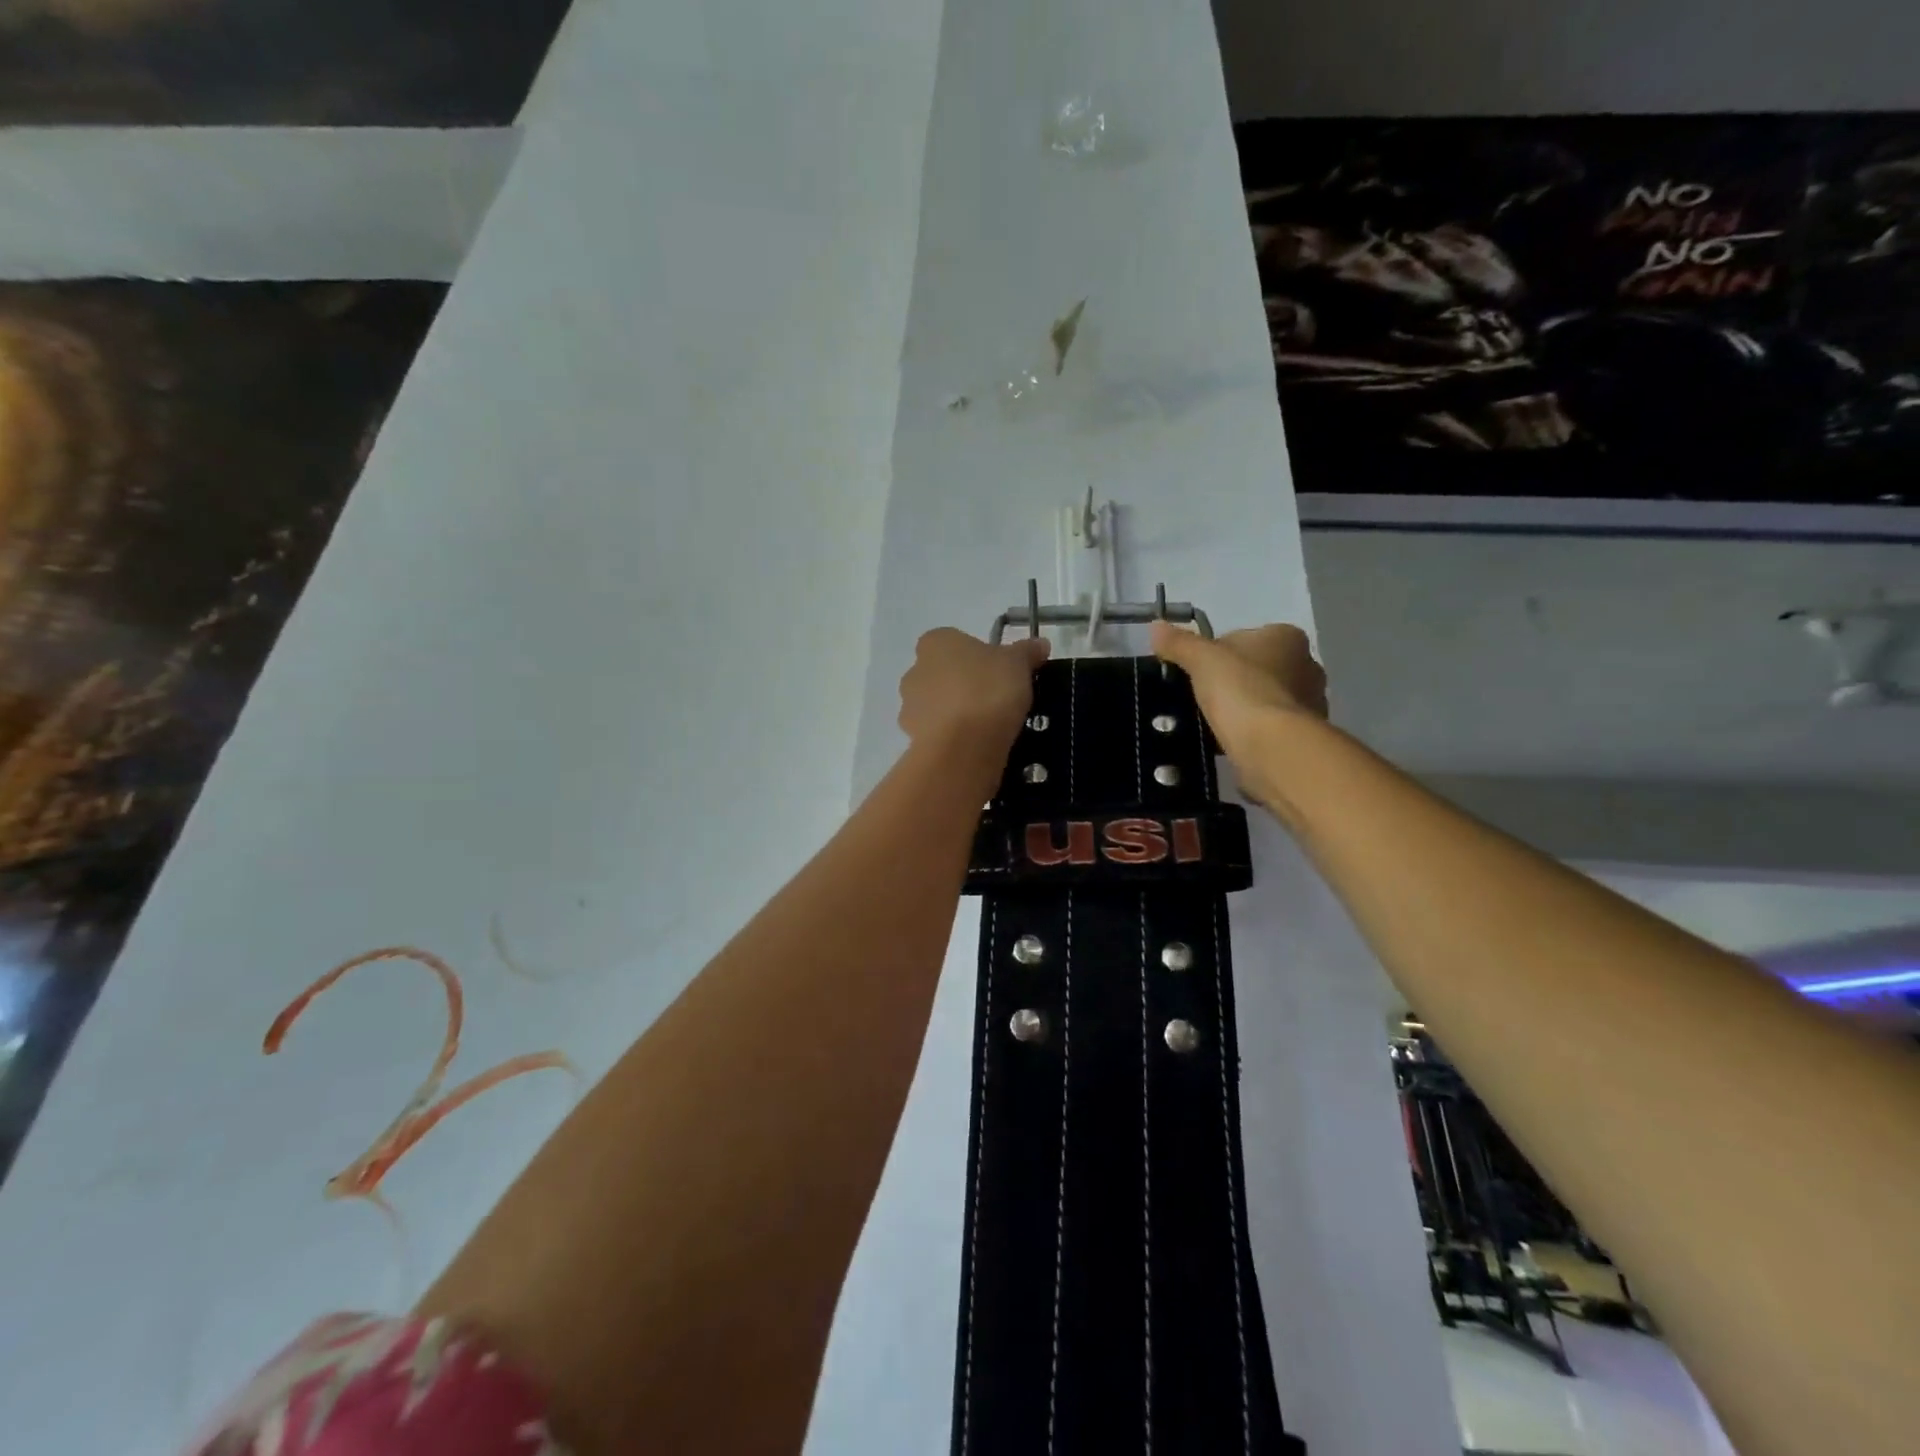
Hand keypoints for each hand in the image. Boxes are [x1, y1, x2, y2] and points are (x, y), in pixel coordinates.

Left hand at [898, 628, 1049, 761]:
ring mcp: (910, 708)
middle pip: (945, 674)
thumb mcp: (1018, 663)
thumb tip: (1040, 644)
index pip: (956, 642)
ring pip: (940, 706)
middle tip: (999, 700)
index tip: (1002, 673)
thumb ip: (1027, 652)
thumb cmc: (988, 690)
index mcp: (935, 642)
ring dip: (959, 714)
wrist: (963, 747)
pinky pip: (939, 734)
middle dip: (967, 685)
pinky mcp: (914, 740)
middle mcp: (914, 671)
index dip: (980, 657)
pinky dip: (955, 738)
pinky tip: (977, 746)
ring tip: (991, 728)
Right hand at [1149, 621, 1327, 802]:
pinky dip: (1253, 733)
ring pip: (1264, 699)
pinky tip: (1233, 742)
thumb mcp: (1201, 660)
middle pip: (1255, 669)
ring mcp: (1310, 702)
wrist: (1272, 747)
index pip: (1243, 638)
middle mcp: (1307, 665)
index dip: (1215, 655)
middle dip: (1232, 682)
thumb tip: (1155, 627)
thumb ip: (1179, 643)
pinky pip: (1270, 728)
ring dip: (1244, 709)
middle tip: (1203, 700)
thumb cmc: (1240, 691)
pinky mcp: (1304, 736)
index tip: (1197, 675)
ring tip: (1215, 724)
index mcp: (1287, 637)